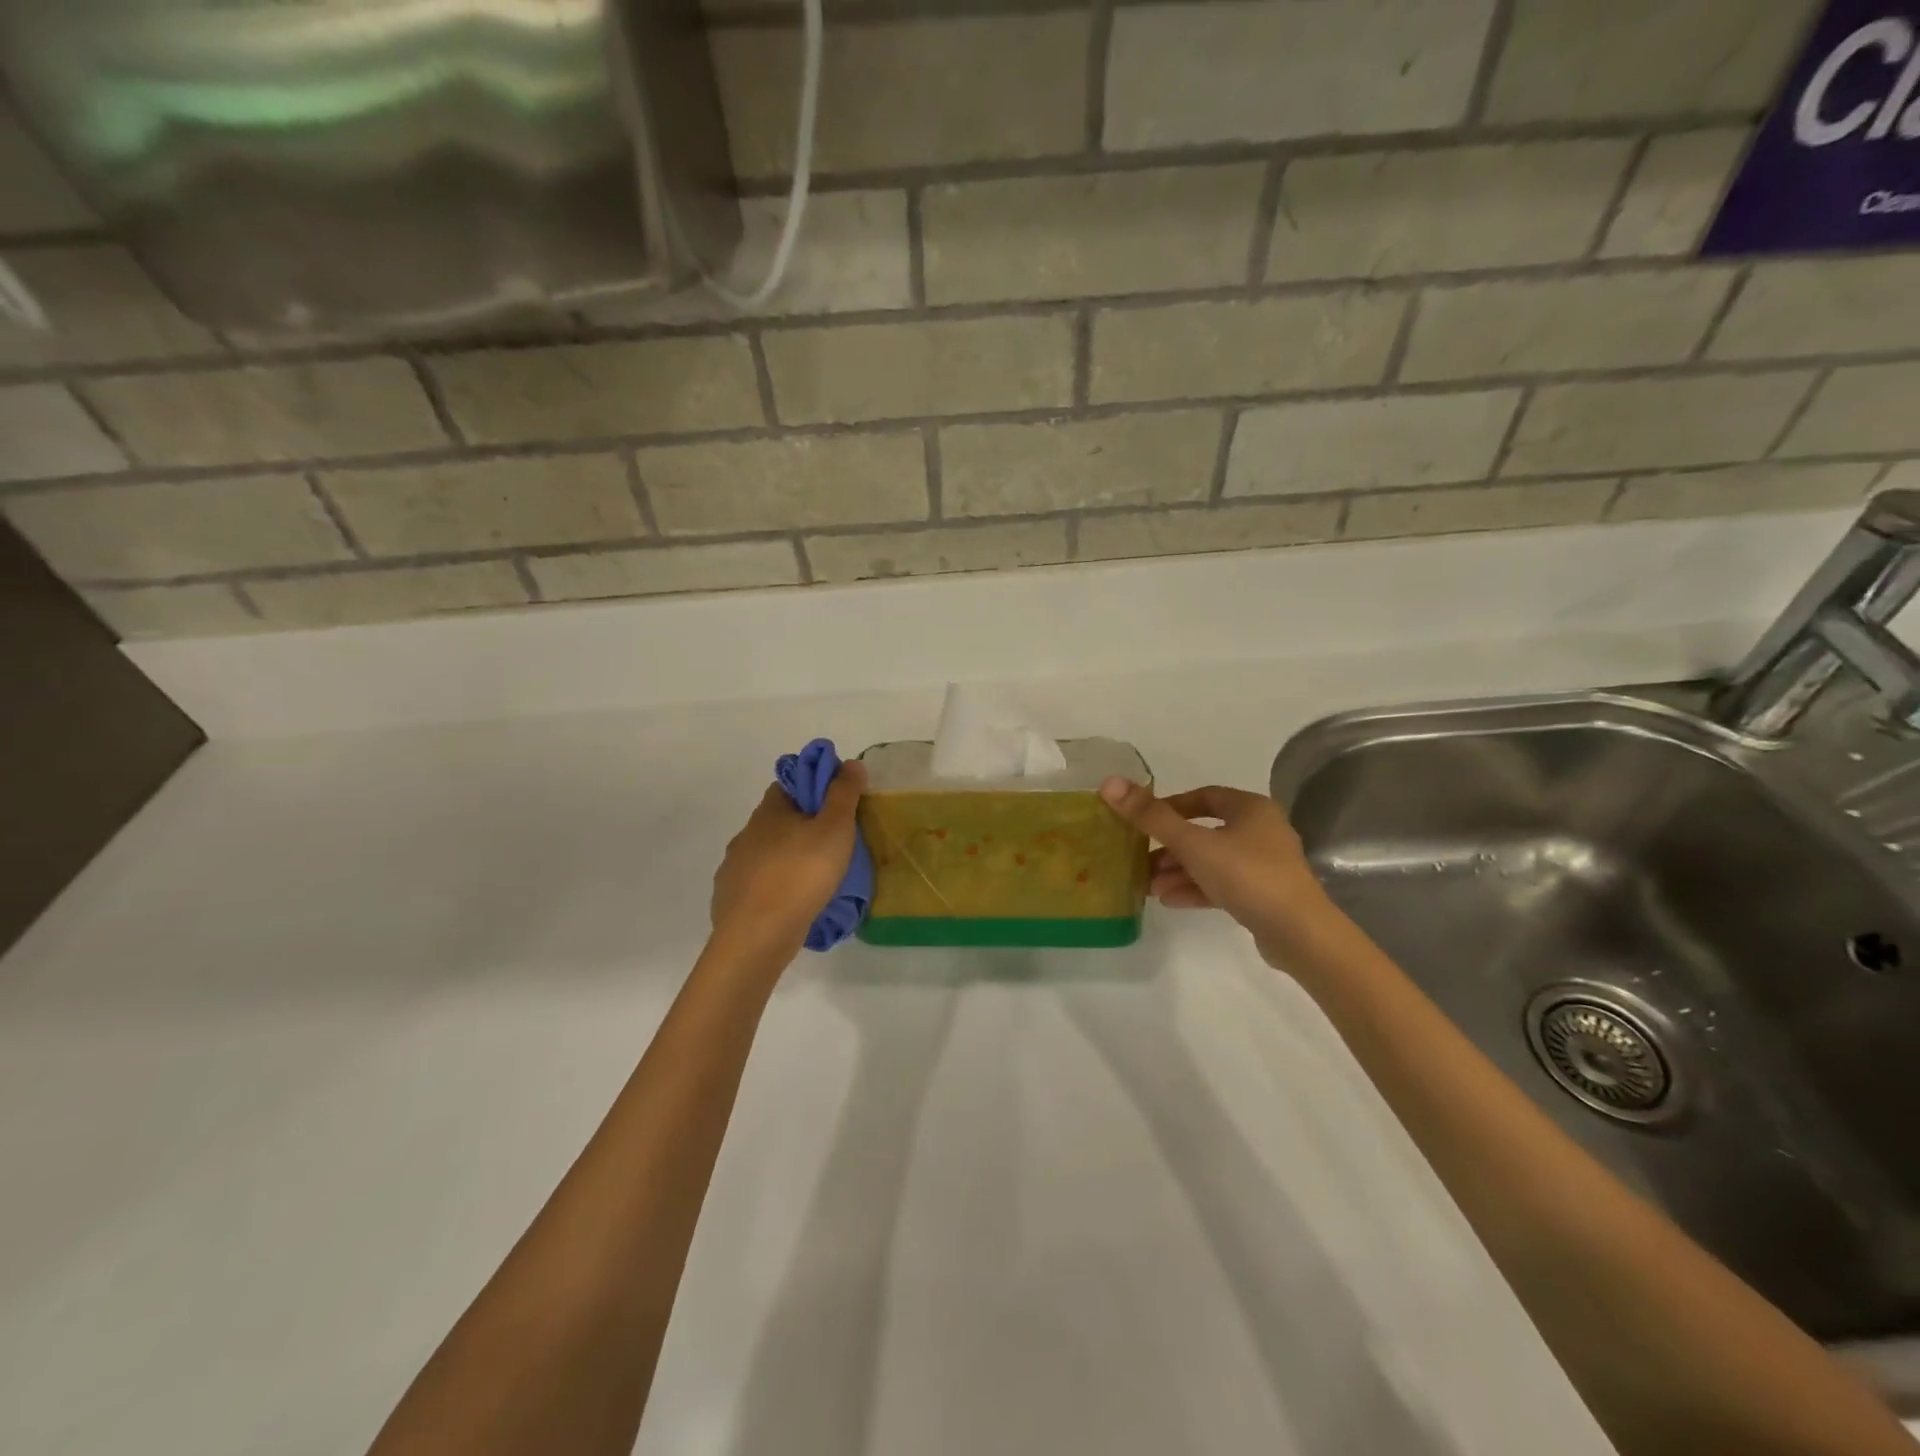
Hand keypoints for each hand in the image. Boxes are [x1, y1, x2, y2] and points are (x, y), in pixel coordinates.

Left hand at [710, 761, 866, 963]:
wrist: (757, 936)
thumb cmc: (801, 874)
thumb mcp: (835, 828)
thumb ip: (844, 794)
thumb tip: (851, 762)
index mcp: (769, 811)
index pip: (788, 785)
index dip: (811, 789)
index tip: (835, 805)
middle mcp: (746, 833)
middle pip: (776, 820)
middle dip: (800, 827)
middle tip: (832, 845)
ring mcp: (734, 867)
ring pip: (766, 853)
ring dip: (786, 858)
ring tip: (813, 878)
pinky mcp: (730, 899)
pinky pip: (756, 884)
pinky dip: (773, 887)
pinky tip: (790, 902)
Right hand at [1099, 778, 1333, 961]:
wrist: (1299, 934)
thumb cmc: (1246, 875)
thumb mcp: (1193, 843)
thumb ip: (1151, 816)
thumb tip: (1109, 782)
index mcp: (1251, 808)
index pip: (1204, 796)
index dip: (1171, 806)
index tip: (1143, 822)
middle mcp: (1261, 831)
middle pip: (1205, 831)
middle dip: (1170, 847)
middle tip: (1140, 860)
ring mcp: (1264, 865)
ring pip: (1212, 861)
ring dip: (1179, 871)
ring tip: (1148, 886)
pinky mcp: (1264, 895)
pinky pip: (1222, 884)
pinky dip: (1196, 889)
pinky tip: (1169, 901)